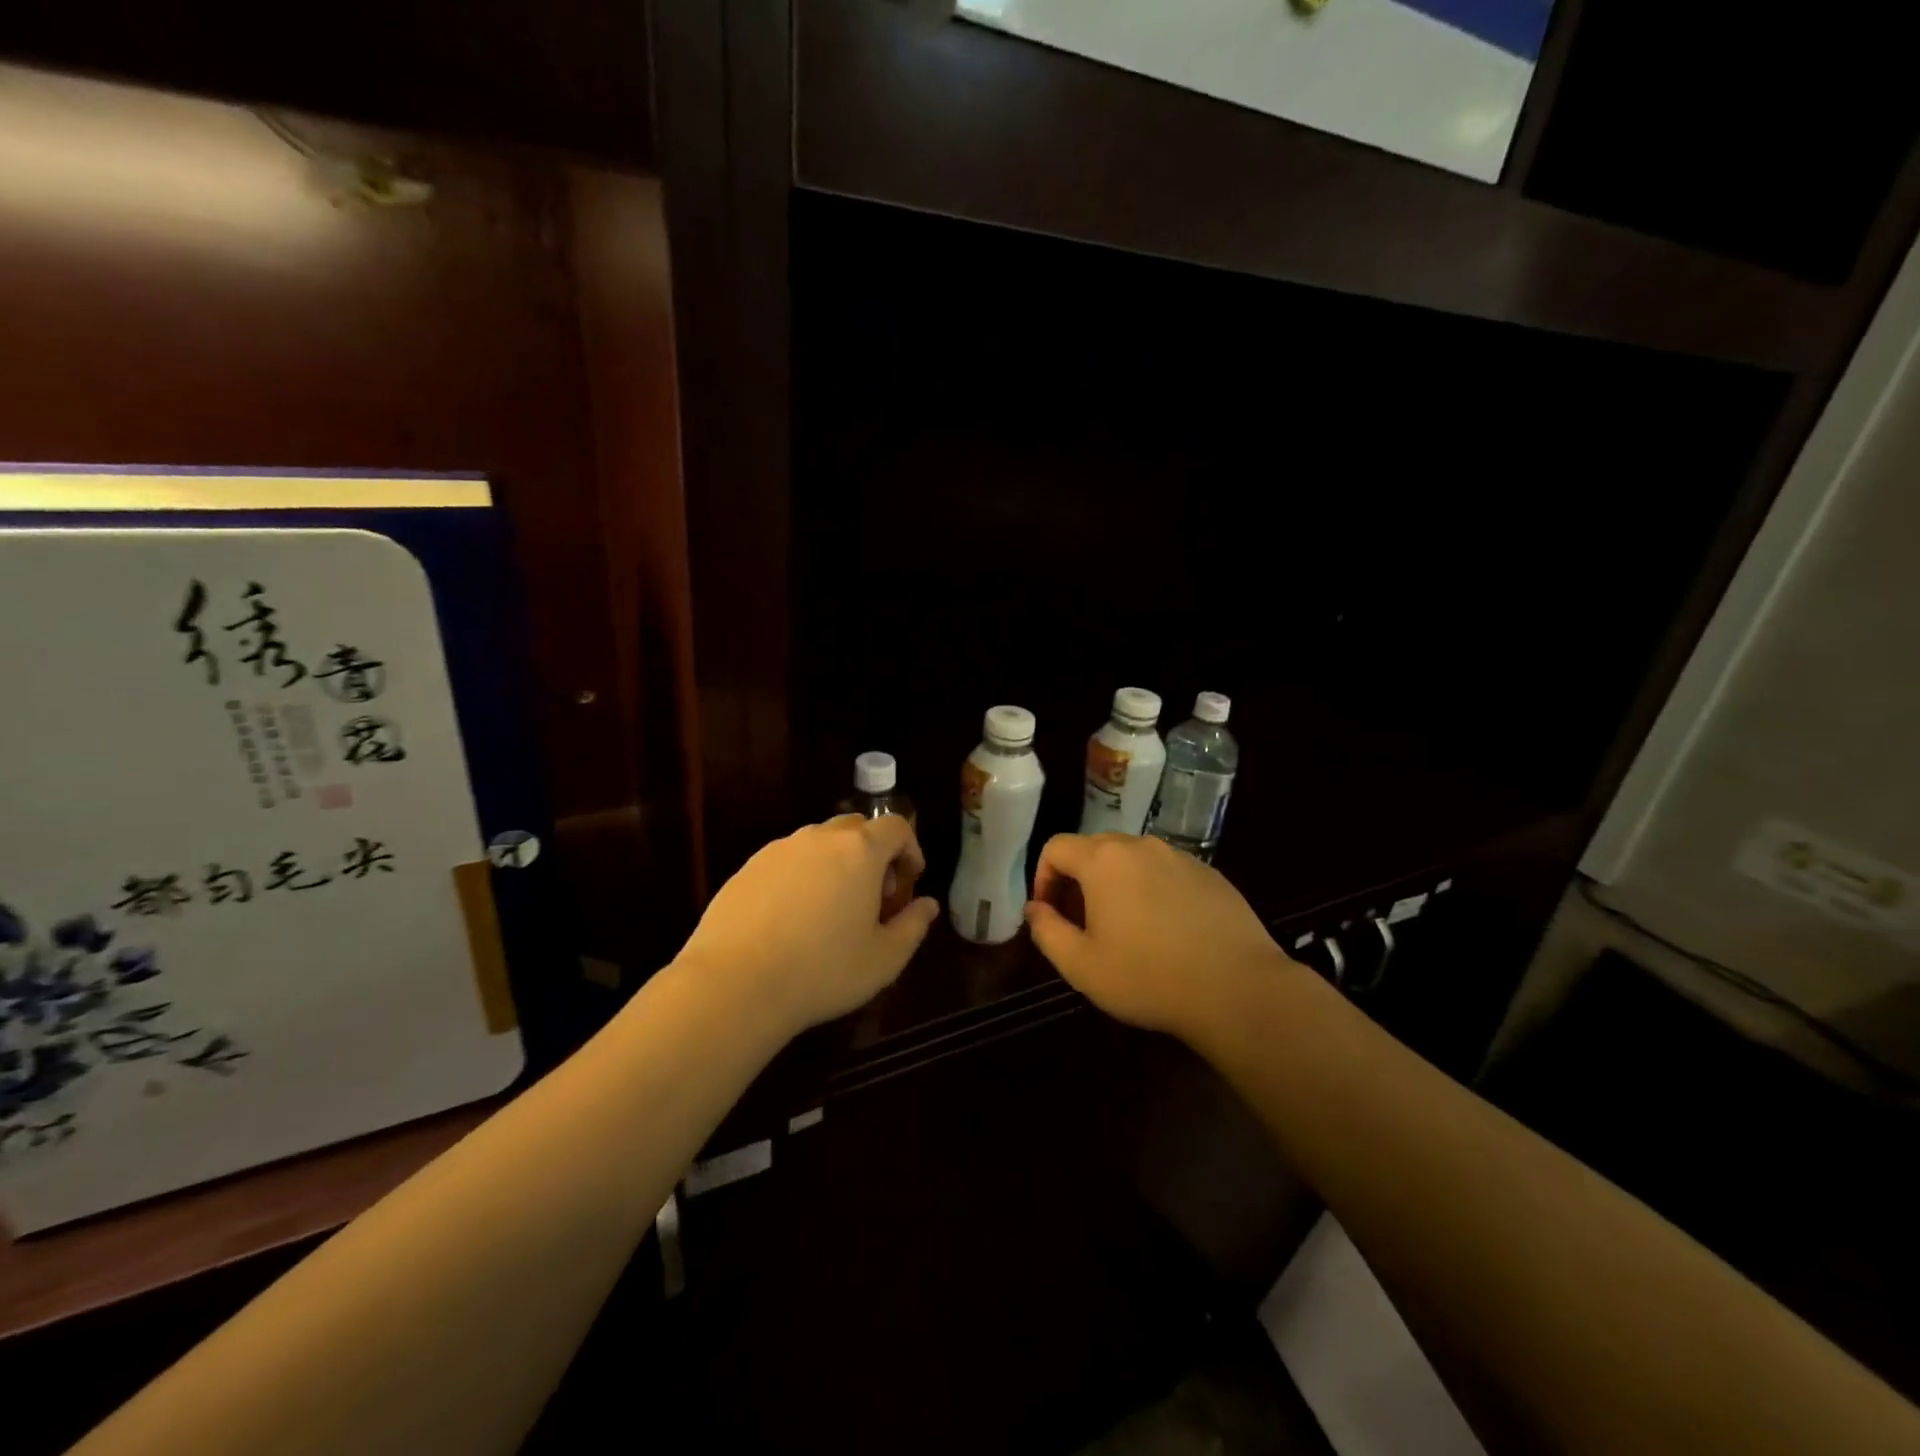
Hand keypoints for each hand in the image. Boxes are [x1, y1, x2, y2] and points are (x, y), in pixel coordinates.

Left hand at [673, 814, 939, 1037]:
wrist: (735, 985)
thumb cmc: (823, 971)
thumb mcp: (884, 959)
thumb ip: (913, 925)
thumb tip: (927, 905)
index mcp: (859, 851)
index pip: (896, 827)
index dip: (909, 850)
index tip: (908, 883)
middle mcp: (819, 838)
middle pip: (856, 829)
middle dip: (873, 855)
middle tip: (873, 898)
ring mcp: (778, 850)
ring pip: (818, 844)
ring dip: (835, 865)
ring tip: (831, 912)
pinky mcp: (747, 868)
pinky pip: (786, 862)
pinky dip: (801, 879)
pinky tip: (792, 920)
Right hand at [1024, 833, 1293, 1037]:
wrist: (1238, 989)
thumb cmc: (1148, 977)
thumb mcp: (1081, 966)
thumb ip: (1047, 931)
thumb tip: (1035, 909)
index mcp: (1103, 859)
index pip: (1056, 847)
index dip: (1043, 877)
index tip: (1049, 912)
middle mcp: (1141, 846)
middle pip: (1094, 848)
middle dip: (1078, 880)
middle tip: (1082, 922)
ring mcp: (1180, 856)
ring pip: (1133, 859)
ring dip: (1117, 884)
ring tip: (1125, 927)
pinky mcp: (1210, 873)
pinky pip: (1166, 872)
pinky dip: (1153, 890)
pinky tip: (1166, 930)